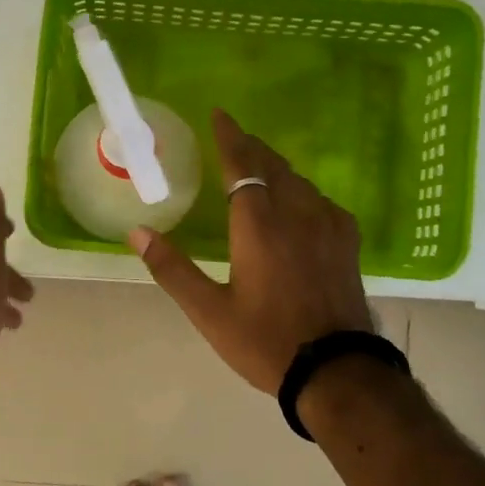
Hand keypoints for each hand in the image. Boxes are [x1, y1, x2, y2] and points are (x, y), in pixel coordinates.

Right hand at [129, 110, 372, 394]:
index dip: (229, 137)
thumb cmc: (265, 341)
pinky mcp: (347, 242)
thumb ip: (172, 269)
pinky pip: (320, 200)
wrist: (336, 370)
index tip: (218, 114)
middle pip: (272, 165)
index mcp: (258, 225)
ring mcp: (327, 225)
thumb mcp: (209, 312)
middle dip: (251, 148)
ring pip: (299, 181)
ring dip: (275, 168)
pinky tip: (297, 205)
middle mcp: (296, 213)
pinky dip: (300, 191)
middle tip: (233, 139)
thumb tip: (137, 232)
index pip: (241, 165)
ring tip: (259, 168)